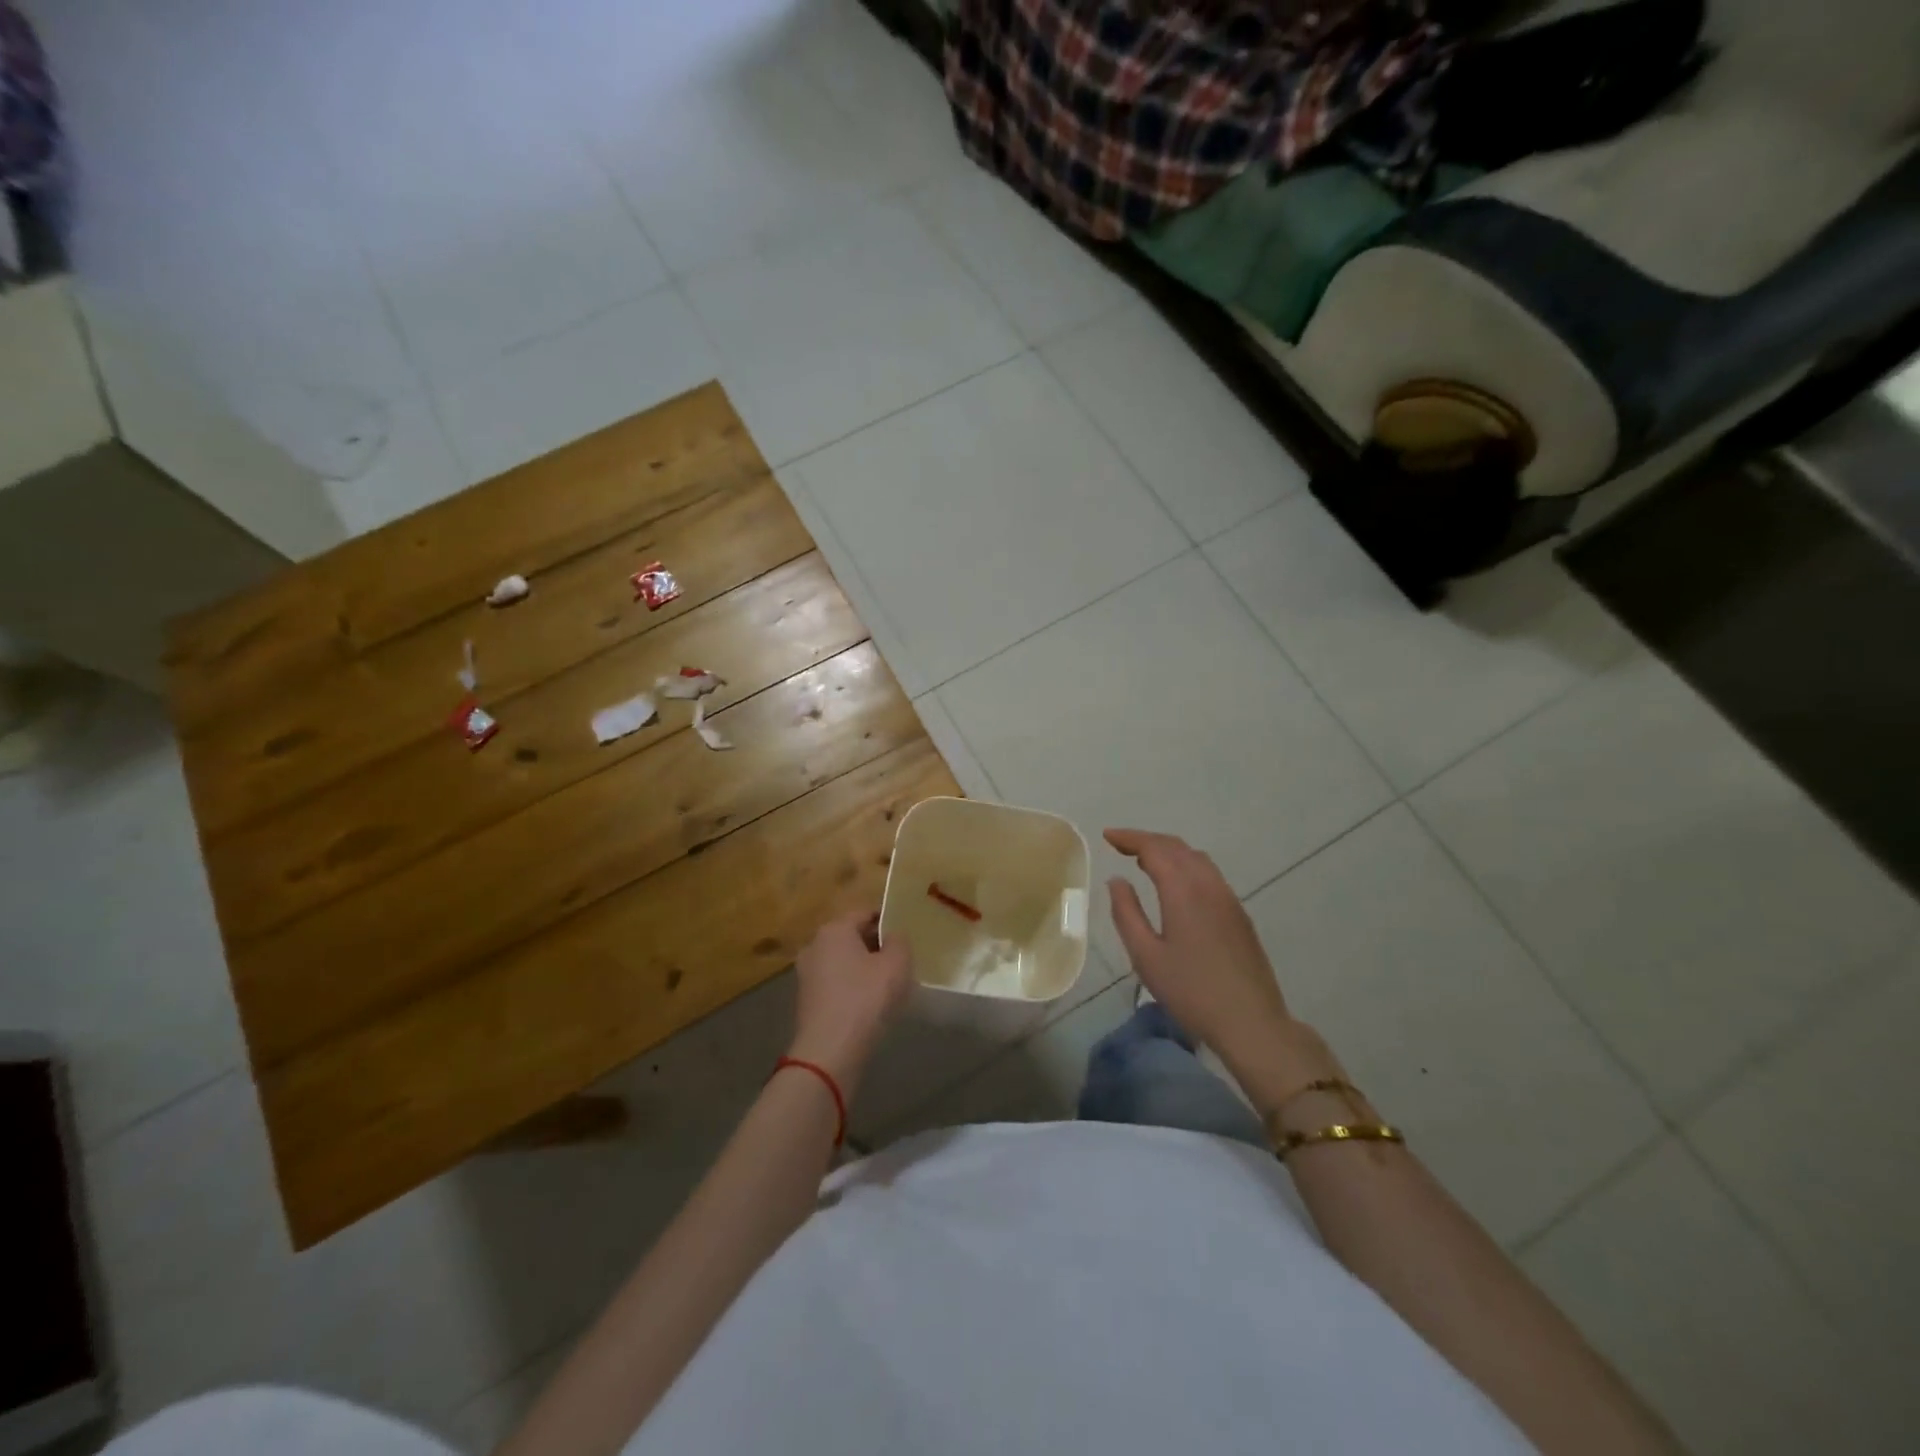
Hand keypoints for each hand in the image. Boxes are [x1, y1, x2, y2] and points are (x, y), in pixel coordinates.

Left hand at [787, 912, 911, 1096]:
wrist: (830, 1052)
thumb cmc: (866, 999)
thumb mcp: (897, 964)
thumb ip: (899, 941)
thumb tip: (892, 937)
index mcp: (834, 929)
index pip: (866, 912)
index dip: (889, 920)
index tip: (907, 934)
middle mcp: (815, 945)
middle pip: (853, 936)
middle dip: (876, 945)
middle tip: (901, 960)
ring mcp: (806, 973)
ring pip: (844, 961)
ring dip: (864, 968)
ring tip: (889, 984)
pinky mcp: (806, 999)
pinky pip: (836, 982)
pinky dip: (852, 987)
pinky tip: (870, 1004)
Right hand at [1105, 828, 1297, 1070]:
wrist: (1251, 1022)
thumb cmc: (1191, 991)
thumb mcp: (1146, 956)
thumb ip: (1127, 913)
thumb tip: (1117, 881)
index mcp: (1183, 890)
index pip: (1154, 848)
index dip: (1129, 838)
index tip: (1107, 836)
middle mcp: (1208, 885)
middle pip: (1177, 847)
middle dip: (1147, 840)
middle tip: (1120, 845)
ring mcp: (1228, 898)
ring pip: (1196, 858)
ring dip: (1168, 851)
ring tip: (1144, 860)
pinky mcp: (1239, 914)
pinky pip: (1209, 873)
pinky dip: (1186, 865)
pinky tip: (1175, 884)